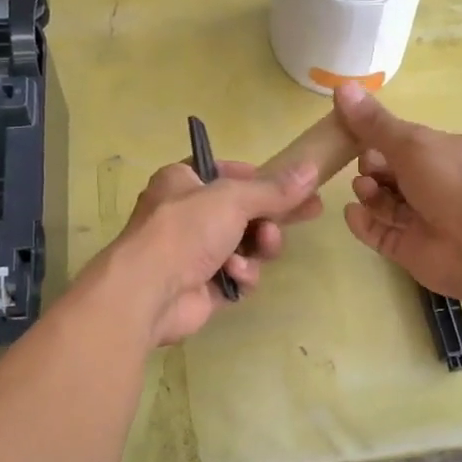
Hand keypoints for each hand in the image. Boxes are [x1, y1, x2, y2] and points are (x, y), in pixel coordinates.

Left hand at [104, 158, 322, 345]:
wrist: (150, 292)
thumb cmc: (185, 230)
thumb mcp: (233, 198)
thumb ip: (274, 189)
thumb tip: (311, 169)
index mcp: (184, 182)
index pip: (229, 173)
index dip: (261, 178)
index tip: (294, 185)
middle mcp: (188, 214)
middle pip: (245, 211)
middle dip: (272, 216)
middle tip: (310, 212)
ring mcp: (196, 253)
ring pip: (247, 245)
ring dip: (259, 246)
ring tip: (264, 246)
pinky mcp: (205, 286)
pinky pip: (238, 275)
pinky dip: (242, 274)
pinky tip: (234, 275)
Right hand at [333, 82, 461, 300]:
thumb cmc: (451, 184)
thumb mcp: (412, 144)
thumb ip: (374, 123)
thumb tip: (341, 86)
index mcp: (447, 154)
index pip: (406, 142)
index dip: (378, 137)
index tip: (350, 132)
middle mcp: (437, 185)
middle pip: (392, 172)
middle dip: (372, 167)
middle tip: (365, 168)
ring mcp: (423, 219)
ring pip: (384, 203)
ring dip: (368, 193)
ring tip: (363, 191)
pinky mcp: (409, 248)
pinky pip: (380, 232)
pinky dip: (364, 223)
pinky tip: (352, 214)